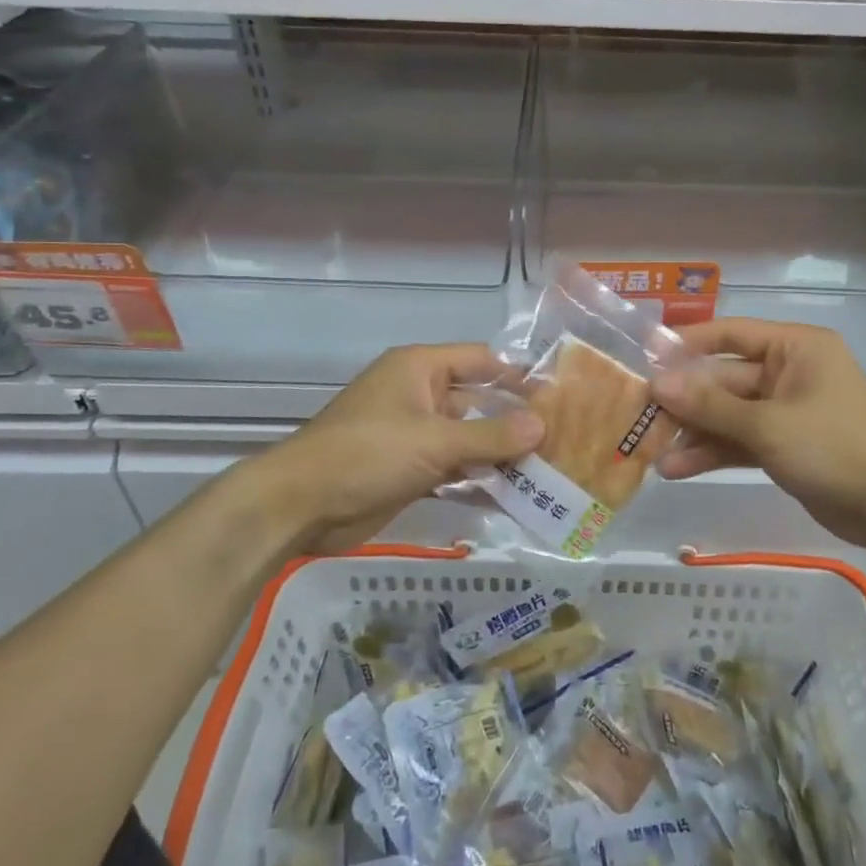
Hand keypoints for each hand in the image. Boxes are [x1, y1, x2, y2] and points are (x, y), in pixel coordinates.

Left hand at [251, 344, 542, 552]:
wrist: (302, 506)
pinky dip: (479, 479)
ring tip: (549, 471)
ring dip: (501, 455)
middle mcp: (420, 395)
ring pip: (468, 438)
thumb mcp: (434, 441)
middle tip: (562, 440)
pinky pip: (454, 467)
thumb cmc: (368, 454)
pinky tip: (515, 497)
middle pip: (478, 401)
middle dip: (514, 421)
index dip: (516, 375)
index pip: (480, 360)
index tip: (557, 396)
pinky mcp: (410, 469)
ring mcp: (414, 434)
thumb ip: (491, 435)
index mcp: (420, 369)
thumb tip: (543, 425)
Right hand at [652, 319, 865, 552]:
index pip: (730, 333)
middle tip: (641, 415)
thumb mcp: (768, 425)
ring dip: (695, 433)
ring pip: (728, 414)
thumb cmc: (836, 448)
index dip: (687, 344)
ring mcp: (785, 410)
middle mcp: (788, 372)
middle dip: (686, 401)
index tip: (645, 357)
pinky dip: (714, 453)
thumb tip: (657, 383)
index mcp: (795, 348)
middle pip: (724, 379)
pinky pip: (740, 440)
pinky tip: (678, 469)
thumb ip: (711, 405)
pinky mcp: (784, 444)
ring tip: (653, 453)